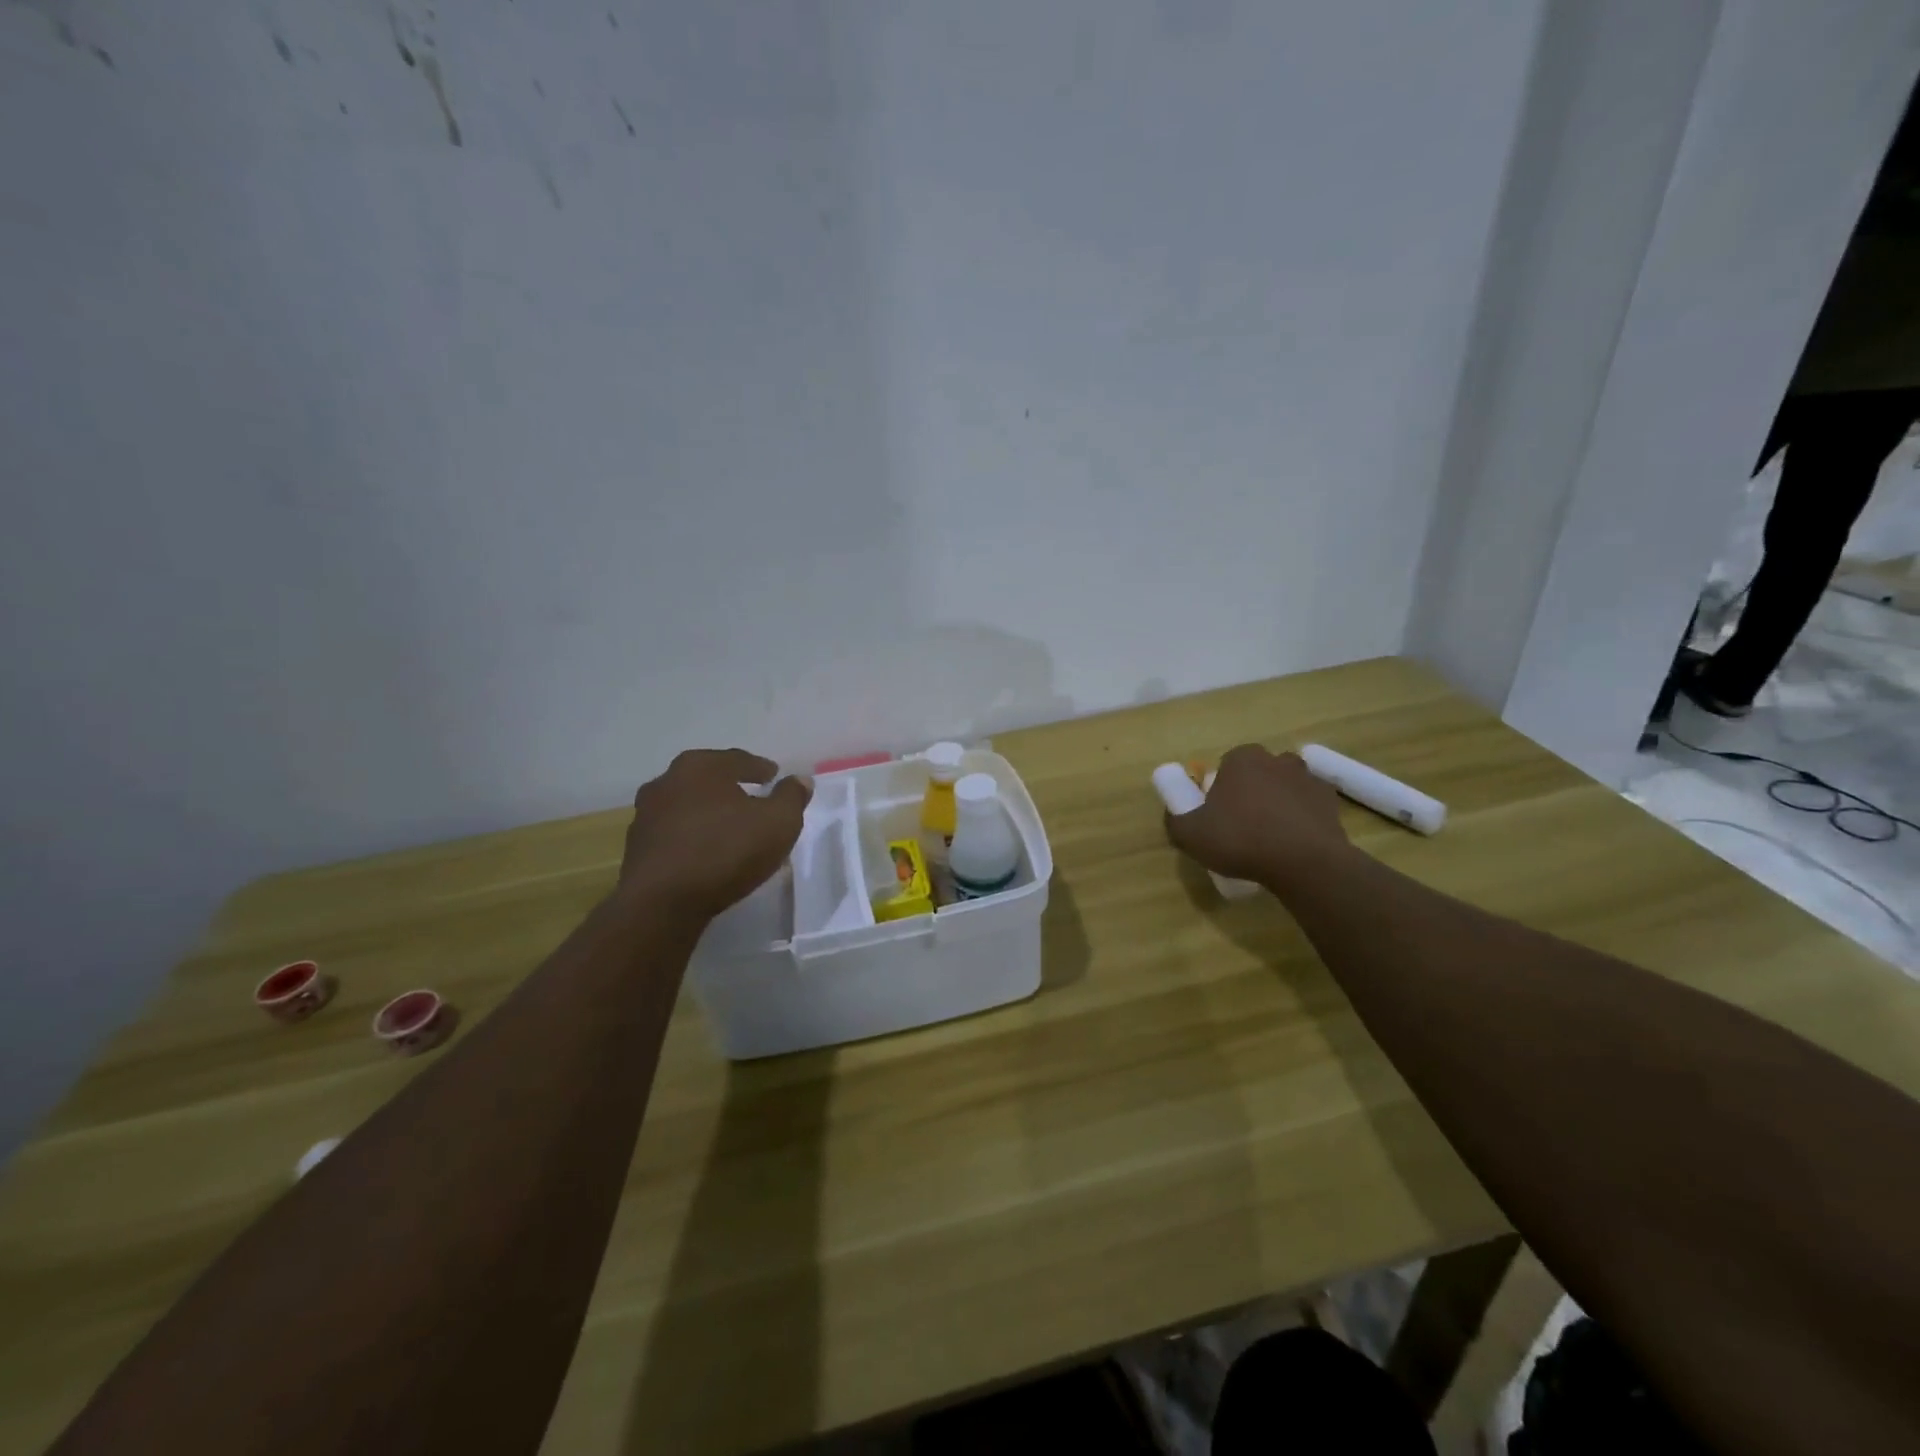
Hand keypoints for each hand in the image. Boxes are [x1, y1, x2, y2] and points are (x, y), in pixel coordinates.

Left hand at [619, 749, 811, 921]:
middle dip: (730, 787)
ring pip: (688, 806)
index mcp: (700, 767)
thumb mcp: (778, 823)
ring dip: (708, 813)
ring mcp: (646, 815)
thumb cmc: (726, 851)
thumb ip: (791, 797)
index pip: (737, 760)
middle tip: (752, 798)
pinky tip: (707, 852)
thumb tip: (799, 780)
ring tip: (730, 829)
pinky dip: (692, 837)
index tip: (772, 776)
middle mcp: (667, 781)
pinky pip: (675, 834)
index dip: (759, 768)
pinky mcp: (636, 848)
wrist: (662, 902)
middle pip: (708, 779)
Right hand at [1164, 744, 1348, 886]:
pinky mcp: (1331, 801)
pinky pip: (1309, 805)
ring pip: (1285, 787)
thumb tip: (1175, 815)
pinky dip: (1302, 818)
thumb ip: (1175, 821)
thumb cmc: (1241, 840)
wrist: (1304, 863)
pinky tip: (1294, 842)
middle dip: (1251, 792)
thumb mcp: (1190, 835)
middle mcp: (1276, 759)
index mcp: (1241, 759)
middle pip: (1258, 773)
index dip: (1220, 791)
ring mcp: (1308, 778)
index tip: (1219, 816)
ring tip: (1271, 836)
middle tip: (1243, 826)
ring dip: (1278, 803)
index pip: (1226, 766)